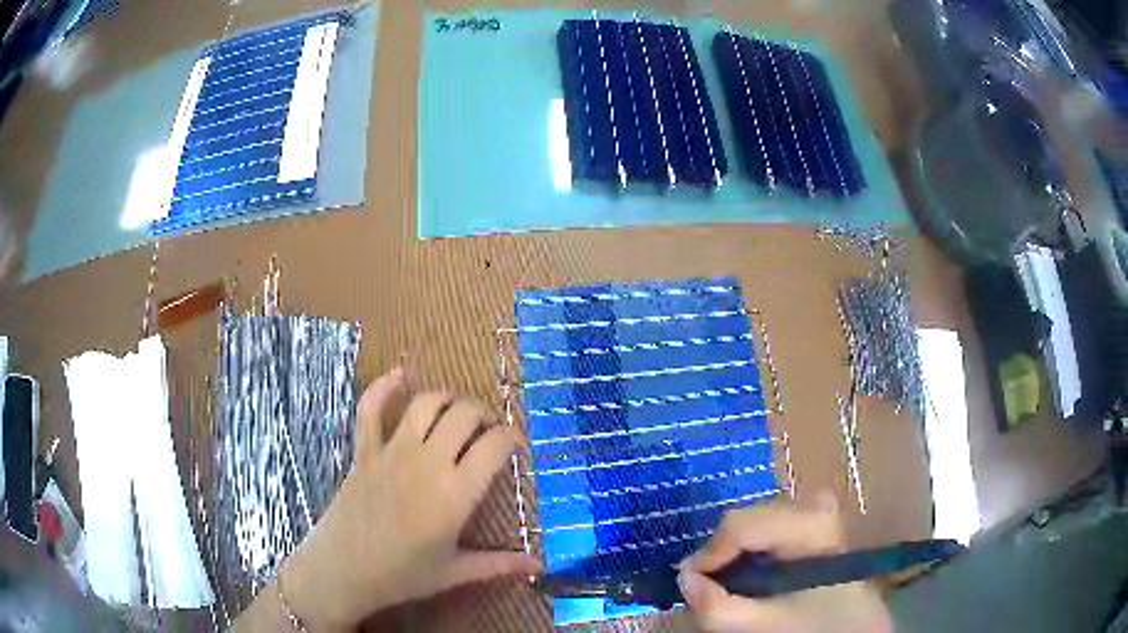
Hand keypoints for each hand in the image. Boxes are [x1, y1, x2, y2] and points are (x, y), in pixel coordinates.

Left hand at [280, 368, 540, 629]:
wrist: (343, 571)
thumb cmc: (402, 576)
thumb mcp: (455, 572)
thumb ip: (499, 564)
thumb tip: (538, 564)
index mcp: (455, 494)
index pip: (495, 445)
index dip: (513, 438)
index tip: (518, 447)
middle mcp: (427, 462)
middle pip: (464, 414)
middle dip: (484, 415)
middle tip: (488, 433)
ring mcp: (392, 451)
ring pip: (426, 403)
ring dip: (448, 399)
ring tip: (457, 413)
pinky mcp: (364, 450)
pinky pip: (371, 408)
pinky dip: (384, 386)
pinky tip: (400, 375)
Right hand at [678, 494, 891, 632]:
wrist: (859, 627)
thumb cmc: (817, 626)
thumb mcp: (763, 624)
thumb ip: (717, 607)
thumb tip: (683, 578)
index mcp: (811, 523)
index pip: (741, 525)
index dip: (709, 555)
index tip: (691, 585)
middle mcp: (814, 507)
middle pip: (747, 520)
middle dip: (721, 555)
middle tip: (709, 588)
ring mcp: (816, 513)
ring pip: (756, 522)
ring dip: (734, 554)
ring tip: (727, 583)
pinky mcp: (815, 525)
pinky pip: (770, 529)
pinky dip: (751, 551)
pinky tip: (751, 575)